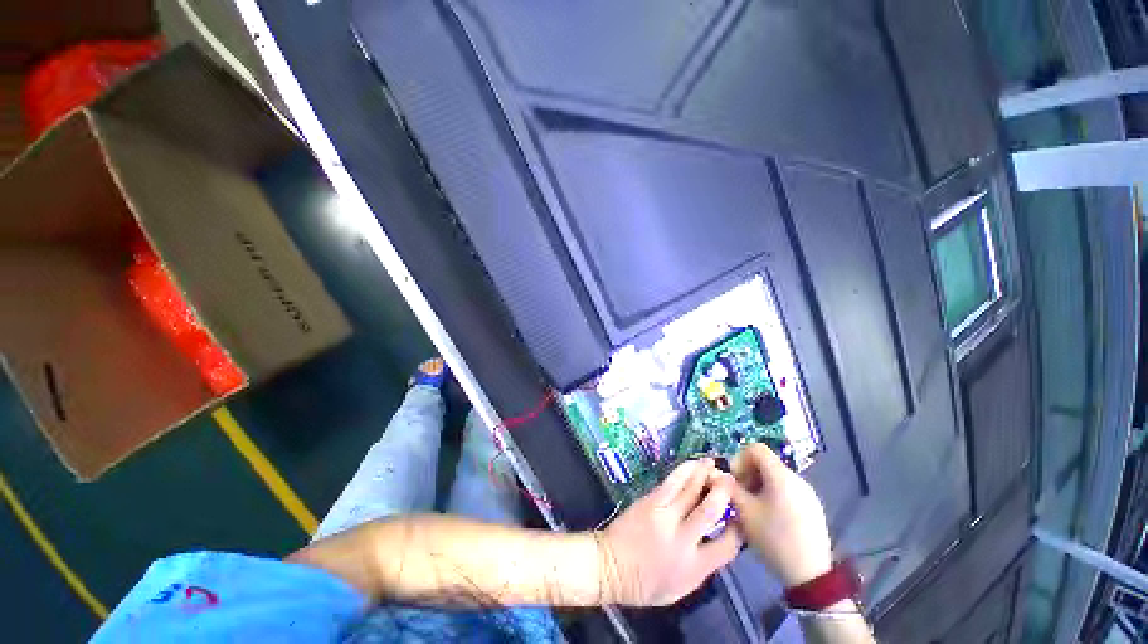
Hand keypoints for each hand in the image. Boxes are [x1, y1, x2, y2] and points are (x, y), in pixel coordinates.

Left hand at [596, 459, 742, 605]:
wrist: (610, 566)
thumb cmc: (645, 583)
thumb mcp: (680, 588)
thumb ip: (702, 567)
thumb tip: (718, 542)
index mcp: (693, 567)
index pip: (726, 546)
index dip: (739, 529)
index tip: (741, 516)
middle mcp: (682, 540)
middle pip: (708, 511)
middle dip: (723, 493)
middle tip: (731, 480)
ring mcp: (664, 516)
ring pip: (690, 490)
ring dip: (704, 474)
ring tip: (714, 464)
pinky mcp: (650, 501)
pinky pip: (671, 482)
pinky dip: (684, 471)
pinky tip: (692, 464)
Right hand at [728, 444, 833, 586]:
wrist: (811, 574)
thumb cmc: (774, 538)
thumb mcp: (745, 512)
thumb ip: (728, 488)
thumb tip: (713, 473)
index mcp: (781, 475)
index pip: (756, 448)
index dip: (739, 458)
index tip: (734, 479)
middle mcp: (796, 478)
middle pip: (766, 462)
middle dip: (747, 474)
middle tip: (739, 495)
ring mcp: (807, 493)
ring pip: (775, 477)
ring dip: (758, 485)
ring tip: (752, 508)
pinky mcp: (812, 507)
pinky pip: (786, 490)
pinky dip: (772, 495)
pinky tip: (769, 517)